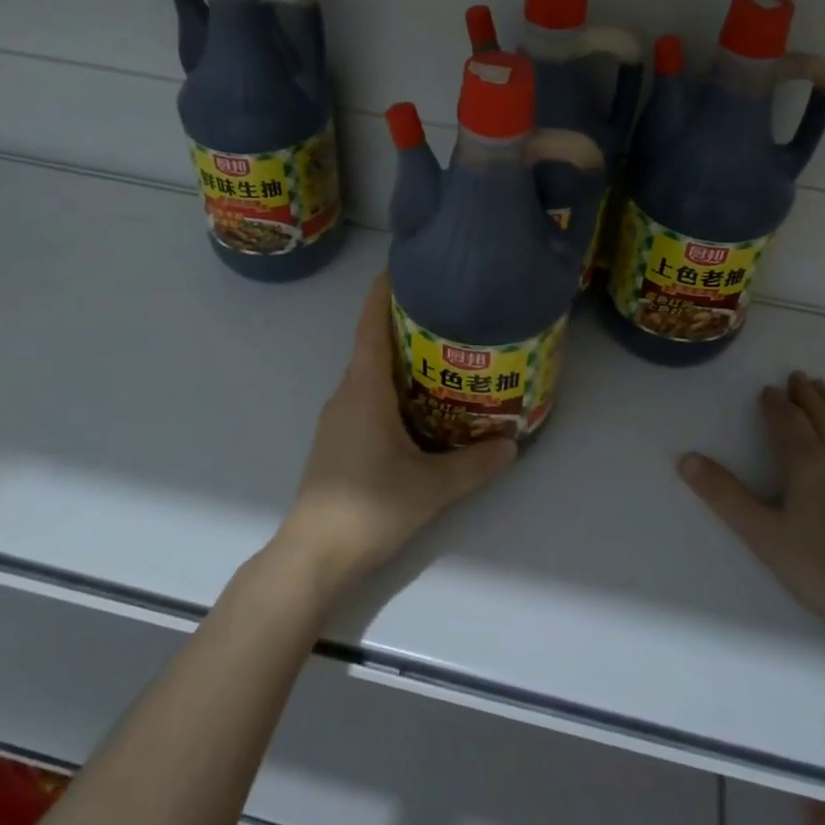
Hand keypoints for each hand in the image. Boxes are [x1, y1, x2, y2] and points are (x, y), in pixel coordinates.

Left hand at [271, 271, 516, 598]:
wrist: (313, 556)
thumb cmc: (369, 508)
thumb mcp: (432, 487)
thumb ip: (474, 465)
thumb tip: (511, 445)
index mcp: (364, 390)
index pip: (371, 326)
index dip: (384, 293)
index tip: (404, 267)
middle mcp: (346, 394)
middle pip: (373, 345)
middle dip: (405, 325)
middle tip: (447, 314)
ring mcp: (338, 418)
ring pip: (370, 375)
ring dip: (400, 360)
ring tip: (443, 356)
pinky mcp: (338, 440)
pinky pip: (366, 398)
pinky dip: (391, 388)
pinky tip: (420, 406)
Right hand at [678, 372, 824, 646]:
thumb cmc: (820, 567)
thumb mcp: (762, 533)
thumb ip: (724, 494)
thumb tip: (686, 459)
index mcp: (805, 461)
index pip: (787, 419)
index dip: (774, 403)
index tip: (766, 391)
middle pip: (819, 413)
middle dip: (804, 394)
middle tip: (794, 377)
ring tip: (821, 388)